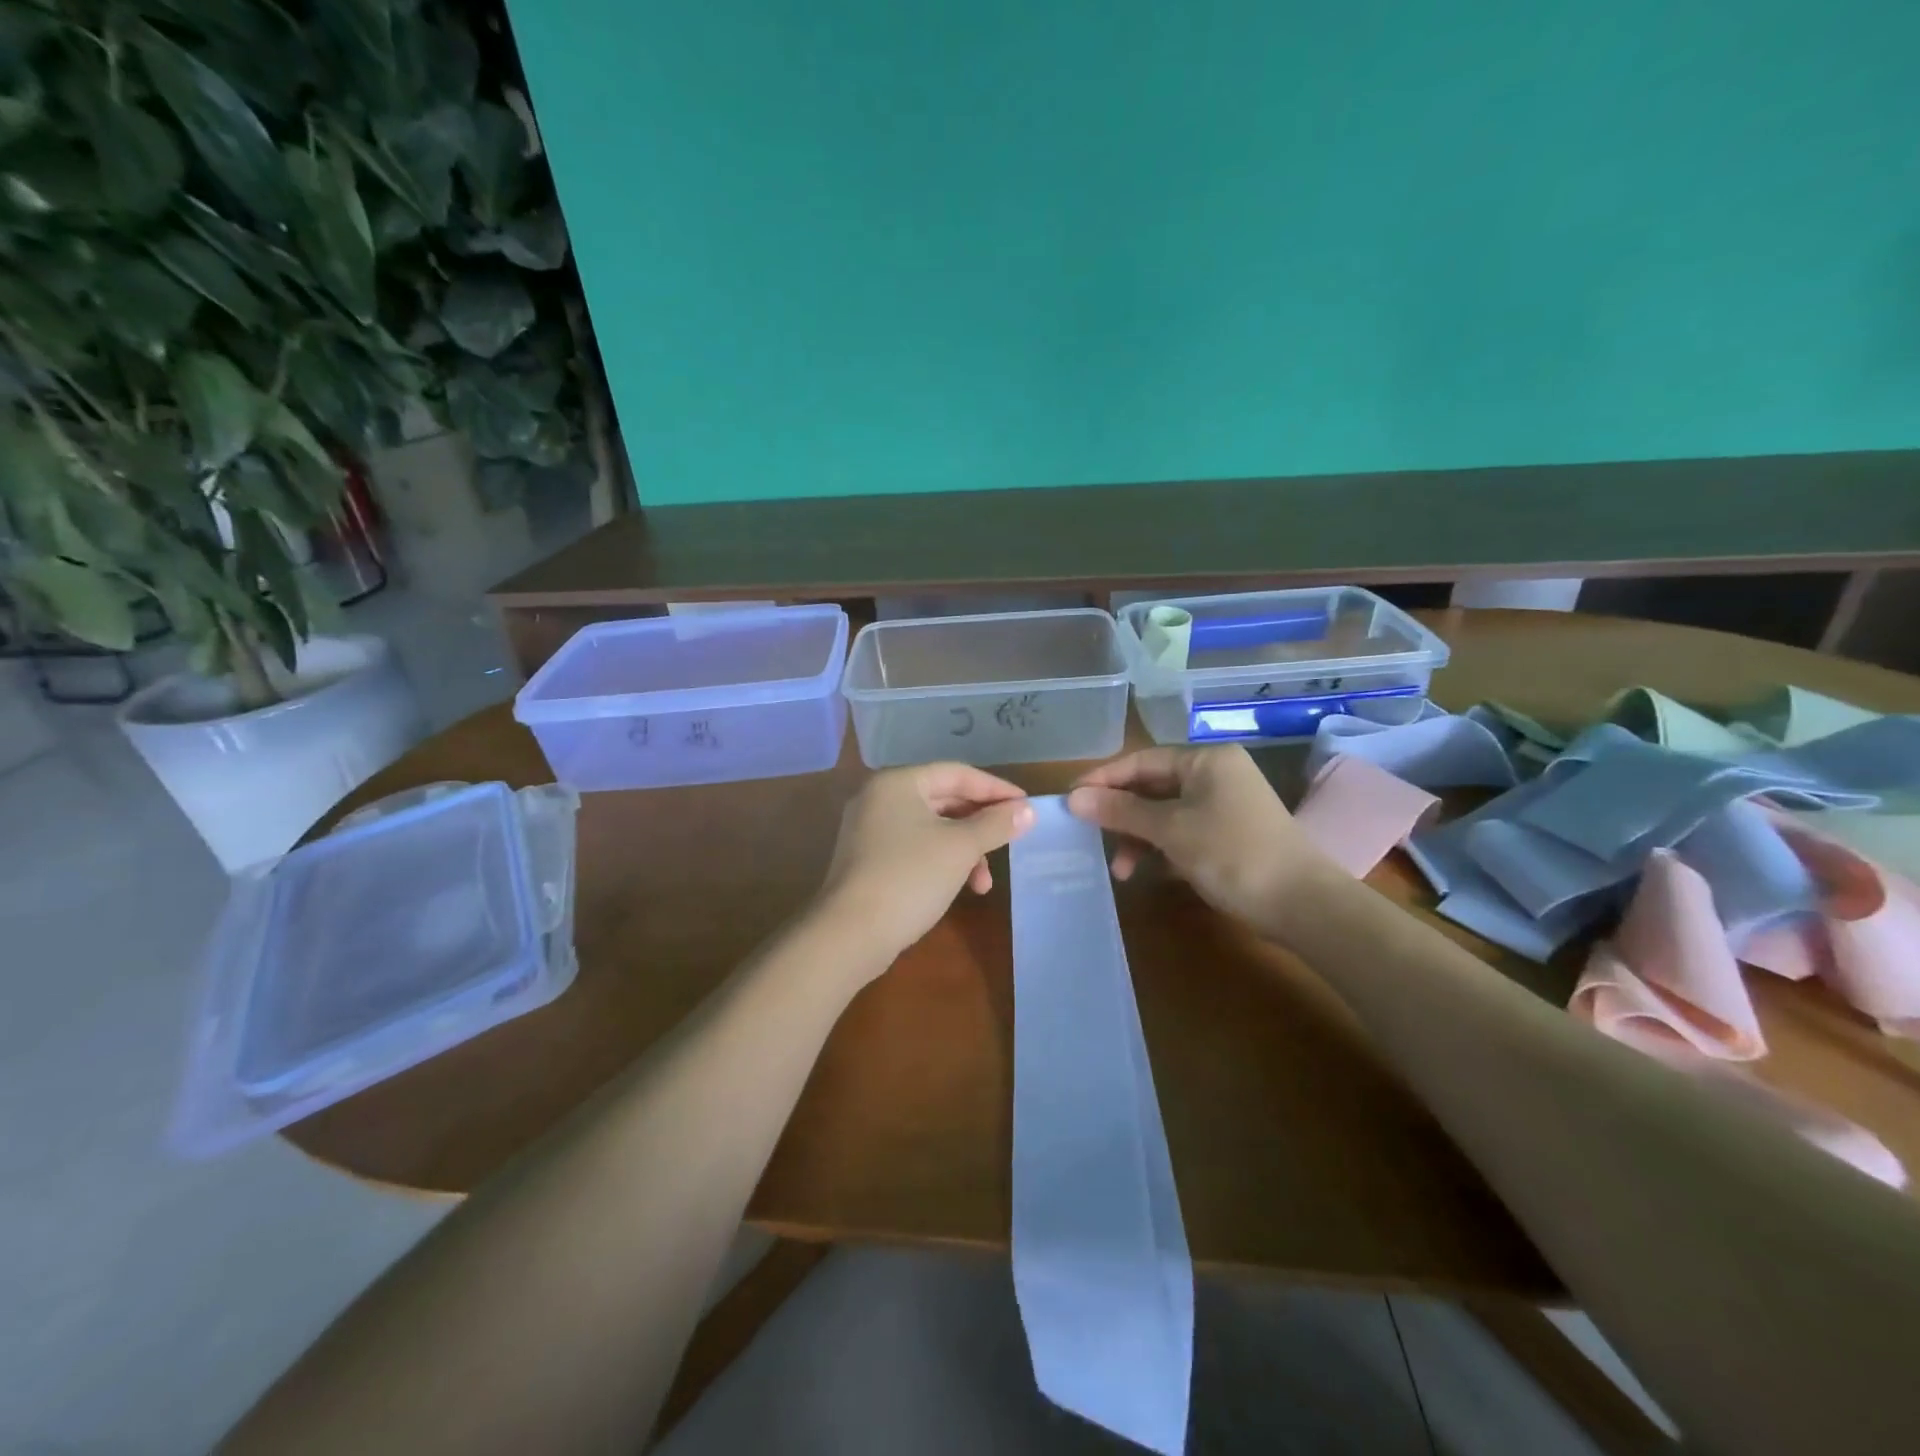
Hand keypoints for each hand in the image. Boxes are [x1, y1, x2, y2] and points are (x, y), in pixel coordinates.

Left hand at [820, 763, 1036, 964]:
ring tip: (984, 883)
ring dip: (965, 850)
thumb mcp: (960, 848)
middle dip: (981, 824)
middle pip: (944, 799)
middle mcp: (880, 798)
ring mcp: (870, 830)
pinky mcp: (869, 860)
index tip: (1026, 807)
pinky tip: (960, 888)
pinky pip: (916, 848)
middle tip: (1011, 840)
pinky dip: (942, 861)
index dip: (995, 789)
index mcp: (898, 783)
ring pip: (932, 828)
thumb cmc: (909, 877)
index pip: (957, 773)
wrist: (850, 934)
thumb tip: (1028, 810)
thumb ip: (996, 824)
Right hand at [1067, 745, 1335, 934]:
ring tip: (1120, 869)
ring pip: (1165, 813)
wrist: (1302, 904)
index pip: (1141, 761)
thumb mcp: (1170, 830)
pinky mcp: (1229, 834)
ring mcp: (1224, 806)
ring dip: (1138, 837)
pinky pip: (1182, 832)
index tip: (1069, 800)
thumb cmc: (1232, 853)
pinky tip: (1145, 872)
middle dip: (1120, 814)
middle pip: (1152, 786)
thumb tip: (1073, 797)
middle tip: (1089, 835)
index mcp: (1205, 760)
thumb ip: (1121, 811)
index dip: (1103, 779)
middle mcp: (1215, 775)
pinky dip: (1161, 848)